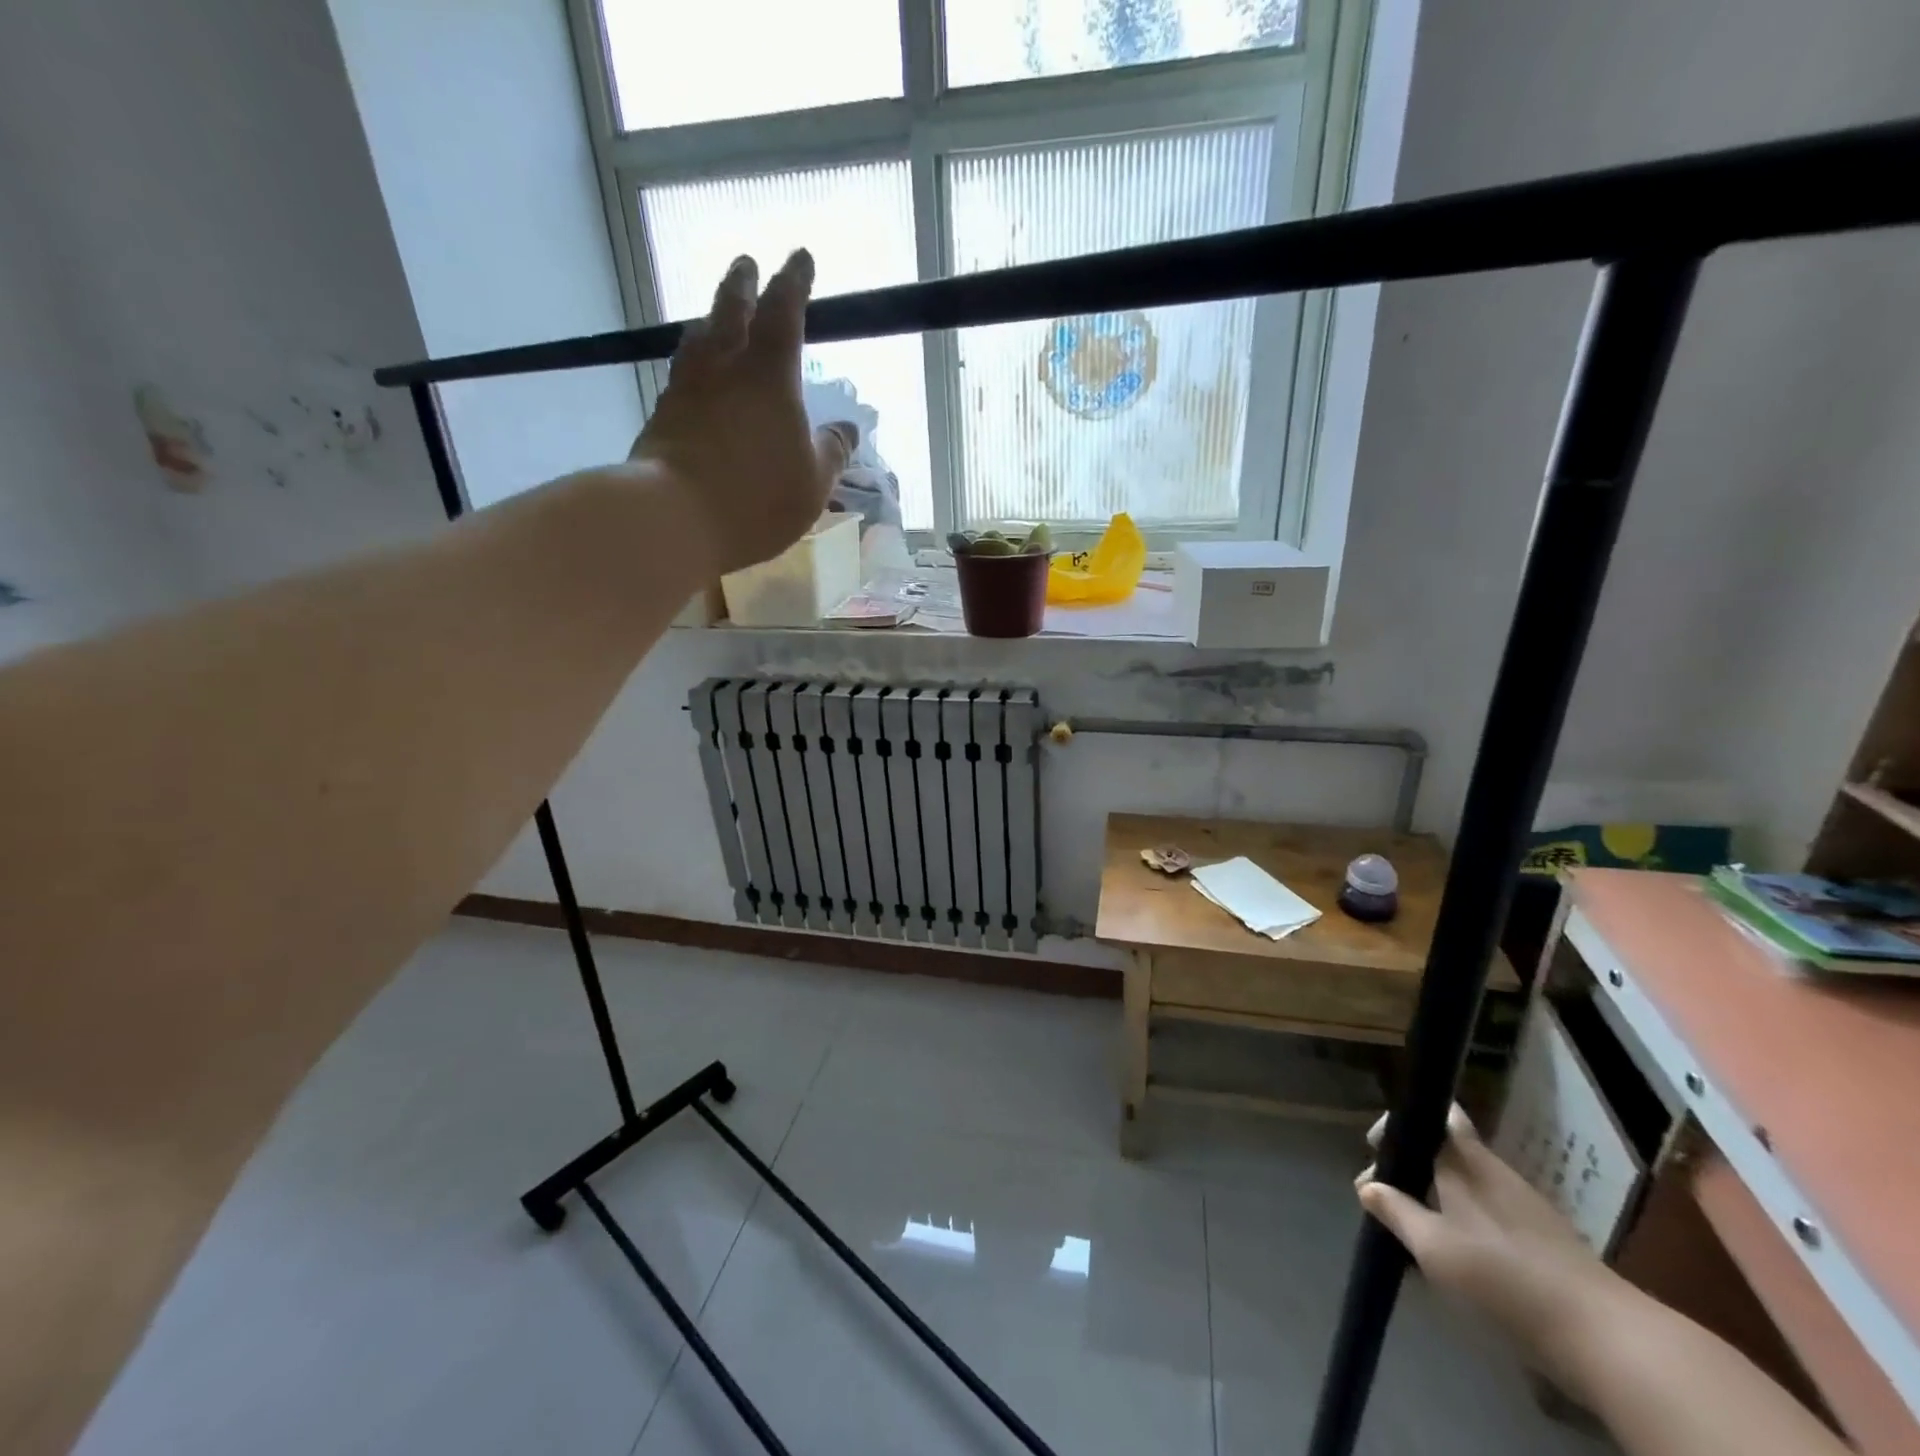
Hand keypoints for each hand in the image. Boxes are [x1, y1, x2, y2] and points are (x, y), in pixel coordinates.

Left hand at [630, 251, 851, 575]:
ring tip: (714, 317)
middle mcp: (724, 368)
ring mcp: (686, 389)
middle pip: (731, 310)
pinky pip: (681, 376)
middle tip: (746, 264)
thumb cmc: (757, 499)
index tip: (800, 258)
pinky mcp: (661, 416)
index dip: (794, 282)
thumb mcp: (813, 483)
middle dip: (742, 284)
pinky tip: (693, 376)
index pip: (784, 312)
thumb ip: (831, 451)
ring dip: (710, 320)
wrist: (673, 517)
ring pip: (698, 339)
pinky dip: (692, 365)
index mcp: (770, 376)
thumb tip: (847, 428)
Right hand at [1356, 1105, 1622, 1376]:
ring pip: (1469, 1183)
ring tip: (1417, 1229)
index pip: (1436, 1115)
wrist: (1602, 1335)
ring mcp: (1525, 1205)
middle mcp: (1494, 1171)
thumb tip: (1367, 1185)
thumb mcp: (1434, 1247)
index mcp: (1465, 1161)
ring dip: (1438, 1195)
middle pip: (1447, 1149)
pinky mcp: (1546, 1240)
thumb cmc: (1503, 1276)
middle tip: (1388, 1197)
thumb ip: (1397, 1211)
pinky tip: (1459, 1254)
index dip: (1402, 1124)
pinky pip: (1491, 1213)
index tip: (1376, 1150)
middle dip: (1414, 1165)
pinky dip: (1466, 1220)